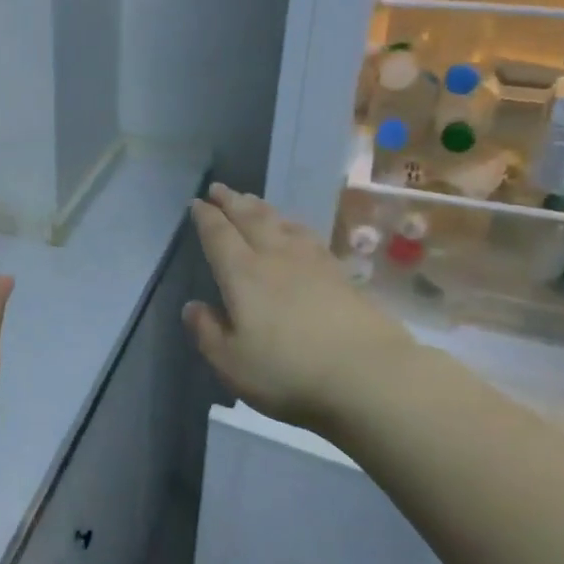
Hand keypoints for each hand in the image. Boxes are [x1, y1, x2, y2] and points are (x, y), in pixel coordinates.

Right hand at [183, 183, 416, 432]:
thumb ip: (208, 332)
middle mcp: (276, 258)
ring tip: (251, 201)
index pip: (219, 236)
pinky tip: (295, 230)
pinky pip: (308, 237)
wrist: (371, 376)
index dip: (206, 218)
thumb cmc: (289, 372)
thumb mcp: (231, 363)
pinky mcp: (342, 276)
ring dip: (262, 208)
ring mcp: (313, 264)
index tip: (197, 203)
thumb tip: (193, 307)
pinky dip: (293, 225)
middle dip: (232, 202)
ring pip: (282, 223)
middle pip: (251, 219)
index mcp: (243, 275)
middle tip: (219, 188)